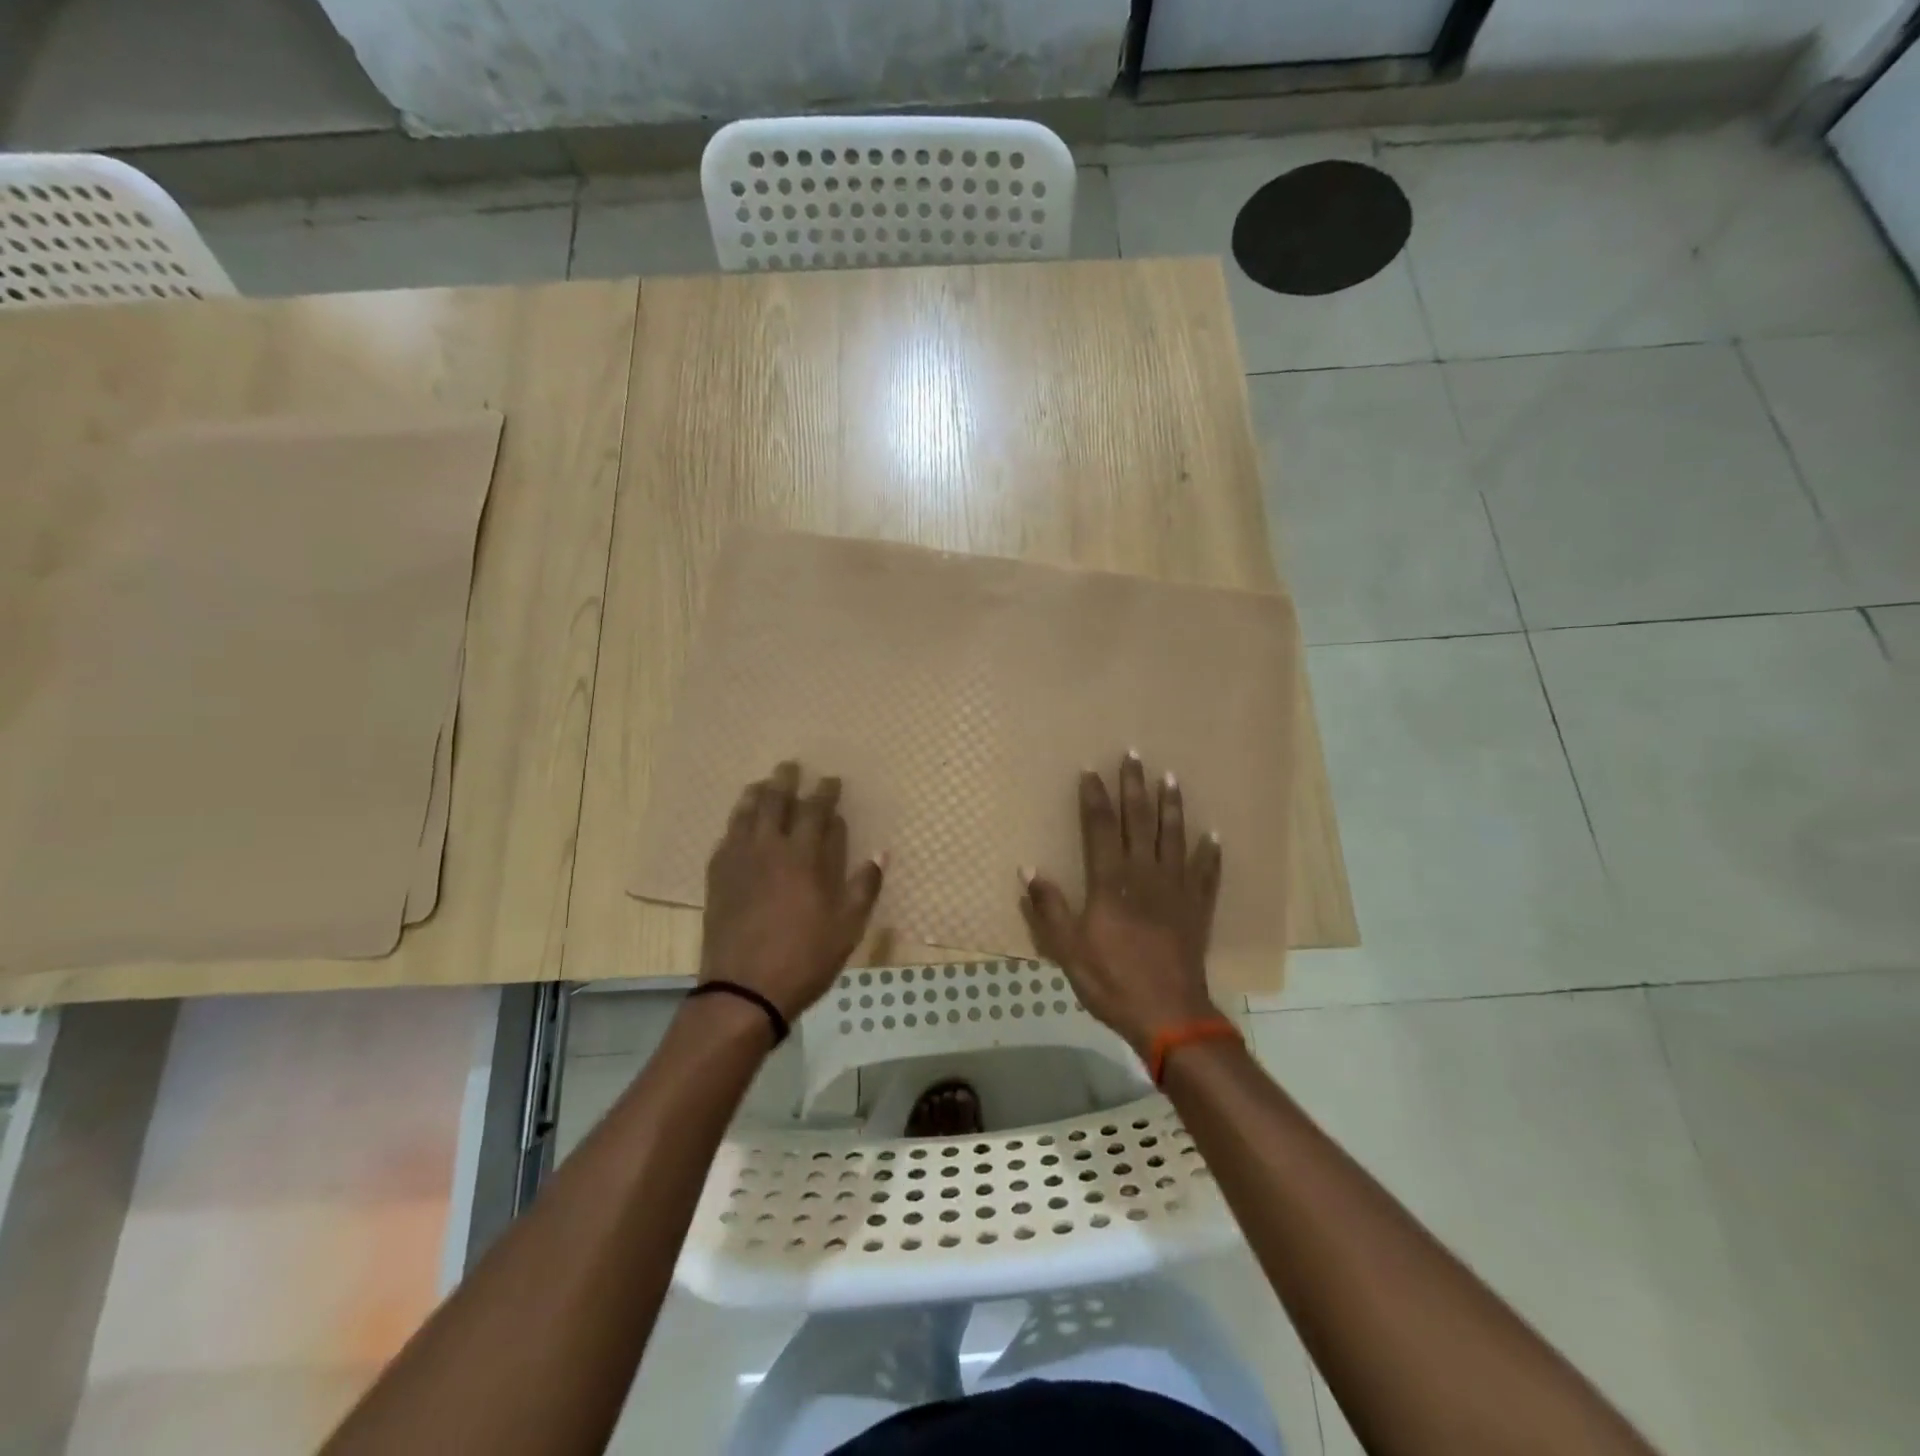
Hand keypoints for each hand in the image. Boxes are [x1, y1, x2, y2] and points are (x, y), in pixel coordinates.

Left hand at [700, 761, 884, 1021]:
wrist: (743, 990)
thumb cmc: (805, 957)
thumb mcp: (848, 927)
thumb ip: (864, 886)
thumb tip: (881, 853)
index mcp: (803, 856)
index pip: (816, 811)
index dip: (825, 792)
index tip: (831, 779)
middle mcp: (769, 849)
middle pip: (775, 802)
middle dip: (785, 781)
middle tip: (790, 767)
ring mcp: (738, 862)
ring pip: (745, 815)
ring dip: (755, 795)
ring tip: (761, 785)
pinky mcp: (717, 879)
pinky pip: (725, 839)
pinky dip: (736, 824)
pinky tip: (738, 826)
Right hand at [1019, 752, 1222, 1058]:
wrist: (1168, 1014)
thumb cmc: (1112, 981)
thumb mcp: (1068, 949)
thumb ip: (1049, 908)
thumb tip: (1028, 869)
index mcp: (1111, 882)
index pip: (1101, 829)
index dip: (1095, 798)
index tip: (1090, 770)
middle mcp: (1145, 875)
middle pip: (1139, 822)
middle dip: (1134, 787)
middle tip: (1134, 755)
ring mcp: (1176, 890)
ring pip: (1174, 837)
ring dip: (1172, 807)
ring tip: (1171, 778)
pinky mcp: (1197, 908)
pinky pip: (1206, 873)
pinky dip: (1210, 853)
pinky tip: (1213, 834)